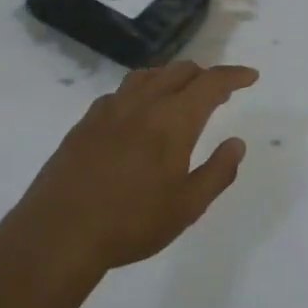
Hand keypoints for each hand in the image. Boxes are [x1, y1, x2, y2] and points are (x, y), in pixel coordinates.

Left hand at [0, 62, 259, 279]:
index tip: (251, 76)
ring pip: (147, 76)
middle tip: (220, 92)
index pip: (211, 83)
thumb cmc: (131, 223)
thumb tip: (237, 143)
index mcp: (173, 120)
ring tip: (181, 94)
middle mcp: (142, 104)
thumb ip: (218, 171)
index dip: (234, 75)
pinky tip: (138, 113)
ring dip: (172, 77)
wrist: (57, 236)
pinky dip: (141, 91)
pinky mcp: (84, 123)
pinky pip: (120, 92)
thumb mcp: (188, 206)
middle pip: (179, 71)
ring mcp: (109, 110)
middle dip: (205, 75)